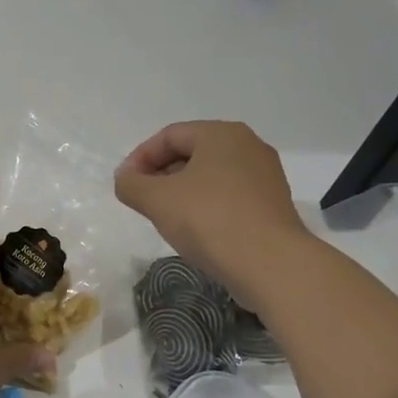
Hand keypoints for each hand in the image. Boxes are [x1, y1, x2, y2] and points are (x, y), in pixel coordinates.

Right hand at [114, 120, 308, 307]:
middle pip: (192, 152)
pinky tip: (196, 230)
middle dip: (161, 174)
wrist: (270, 264)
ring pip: (211, 175)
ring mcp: (265, 175)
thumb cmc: (209, 220)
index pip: (169, 136)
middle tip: (142, 201)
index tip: (124, 185)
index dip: (140, 158)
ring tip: (165, 217)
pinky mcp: (272, 204)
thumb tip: (125, 180)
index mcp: (221, 134)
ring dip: (182, 192)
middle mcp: (248, 145)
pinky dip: (206, 206)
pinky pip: (229, 195)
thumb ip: (131, 185)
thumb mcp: (157, 200)